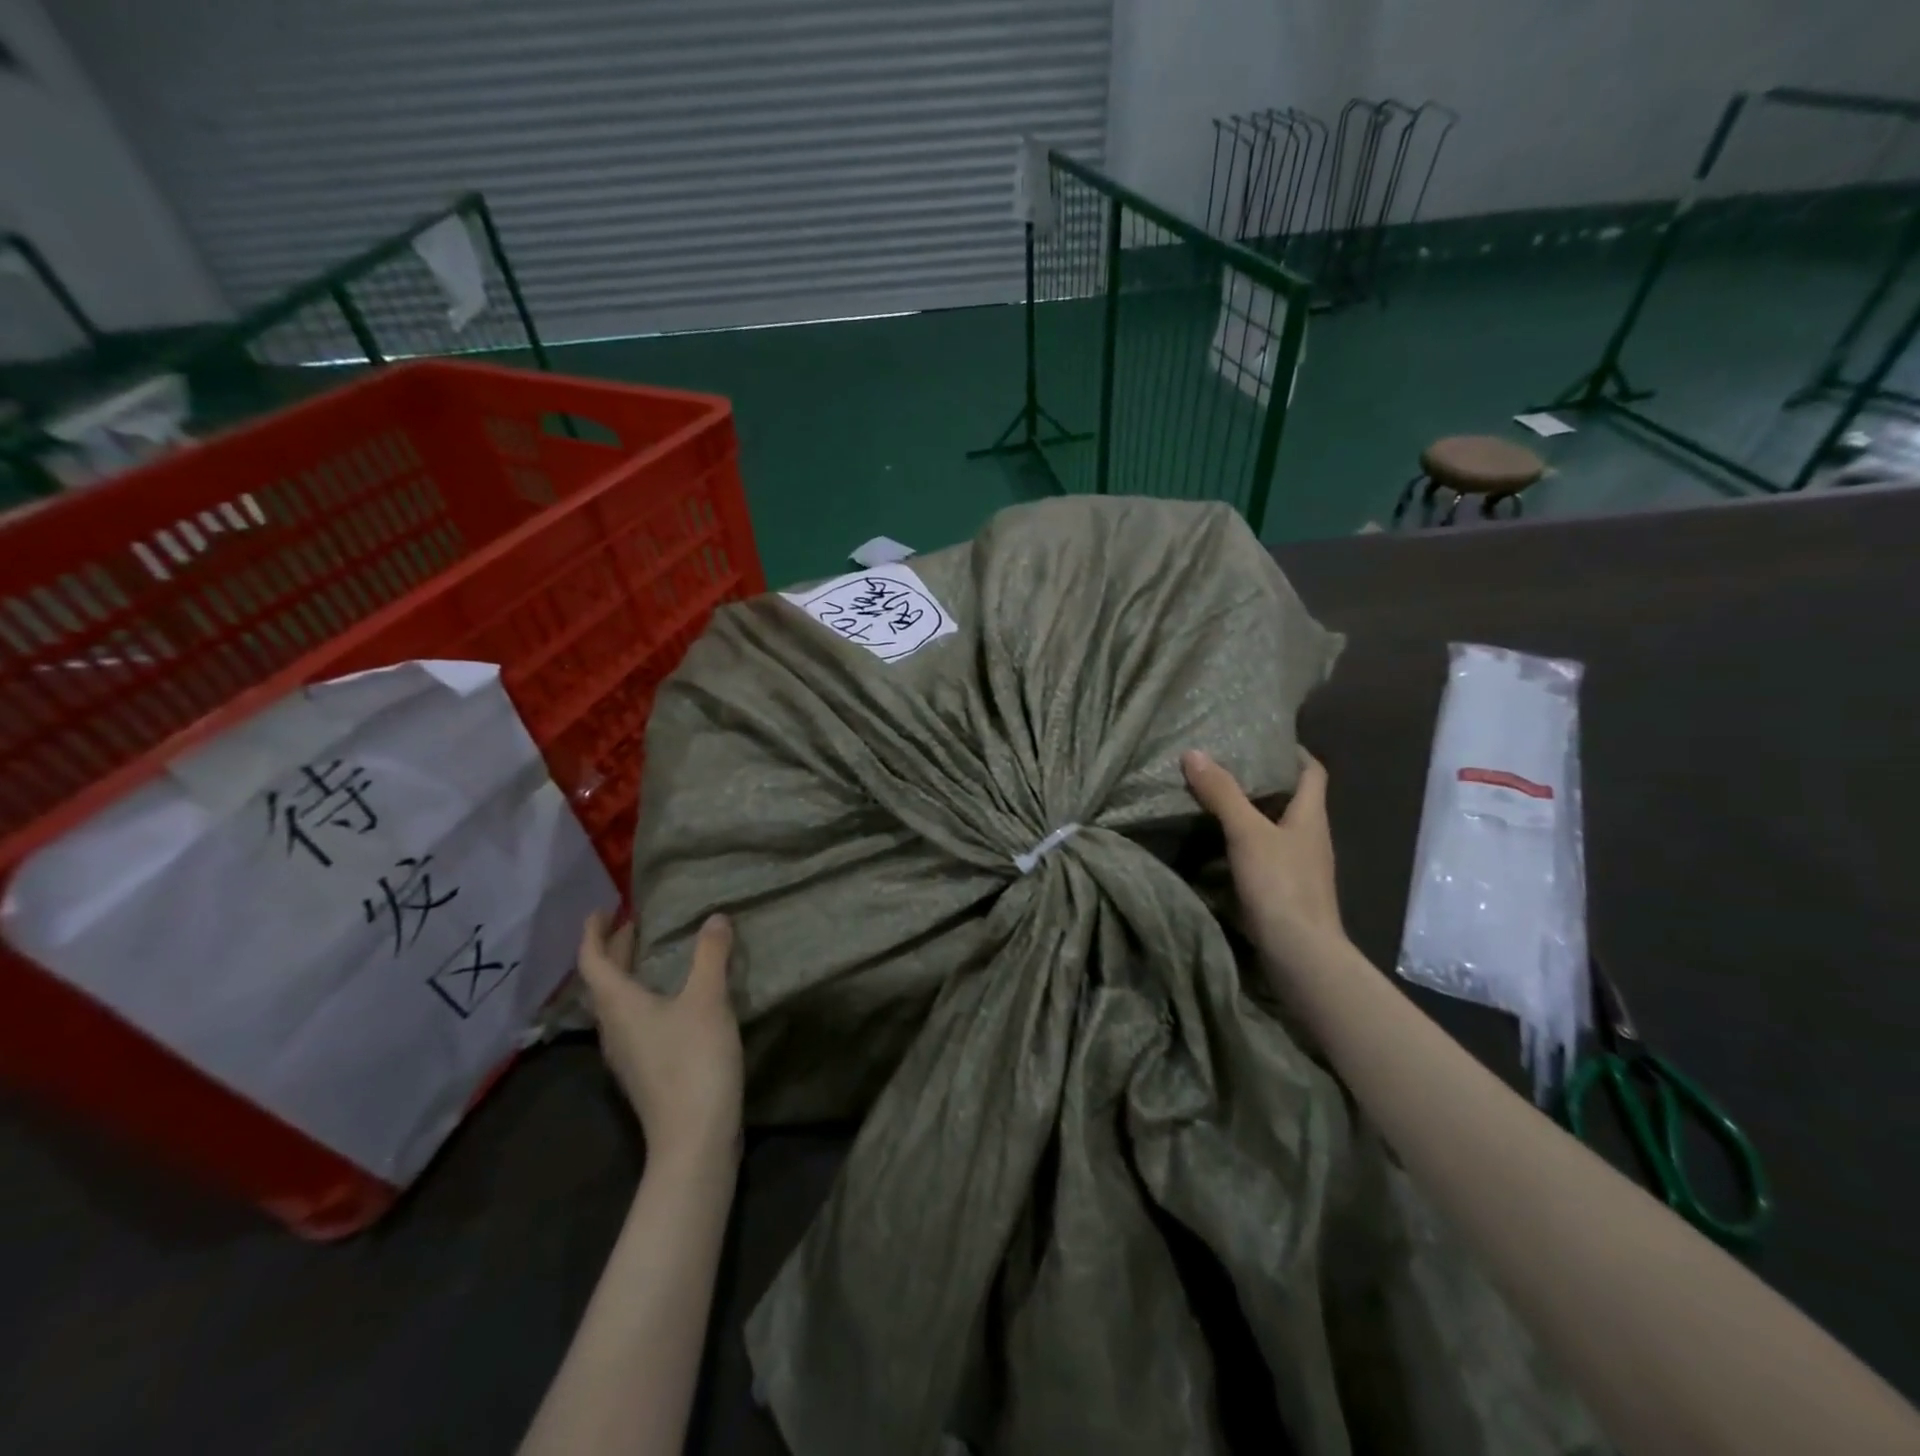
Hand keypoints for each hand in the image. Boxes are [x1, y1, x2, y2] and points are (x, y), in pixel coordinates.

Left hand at [577, 911, 743, 1170]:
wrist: (694, 1137)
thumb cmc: (694, 1060)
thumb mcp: (708, 999)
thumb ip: (710, 956)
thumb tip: (714, 918)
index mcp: (619, 1005)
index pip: (592, 962)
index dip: (594, 933)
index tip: (603, 909)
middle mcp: (613, 1028)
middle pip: (602, 983)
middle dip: (614, 950)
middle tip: (633, 925)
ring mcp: (627, 1054)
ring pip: (616, 1004)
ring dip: (627, 975)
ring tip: (651, 956)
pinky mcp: (644, 1071)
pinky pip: (633, 1021)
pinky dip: (643, 997)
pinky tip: (670, 999)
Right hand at [1182, 748, 1347, 980]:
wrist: (1300, 953)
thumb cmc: (1281, 884)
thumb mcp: (1246, 832)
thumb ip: (1222, 793)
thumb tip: (1194, 753)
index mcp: (1311, 816)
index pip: (1313, 772)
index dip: (1294, 753)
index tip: (1264, 741)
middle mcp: (1311, 837)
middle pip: (1293, 799)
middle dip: (1264, 782)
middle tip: (1226, 766)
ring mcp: (1301, 867)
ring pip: (1277, 828)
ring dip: (1252, 814)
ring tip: (1215, 800)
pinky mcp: (1286, 891)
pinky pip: (1266, 855)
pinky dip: (1245, 844)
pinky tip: (1218, 845)